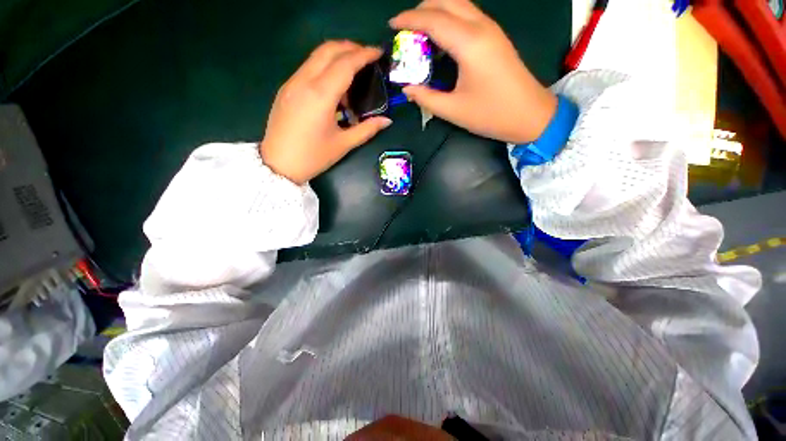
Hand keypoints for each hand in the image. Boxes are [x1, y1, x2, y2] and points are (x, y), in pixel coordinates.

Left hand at [260, 41, 391, 184]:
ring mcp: (292, 83)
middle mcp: (304, 81)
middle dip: (351, 48)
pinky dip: (325, 68)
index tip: (378, 52)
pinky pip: (308, 68)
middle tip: (368, 57)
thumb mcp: (343, 144)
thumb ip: (367, 129)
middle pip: (329, 50)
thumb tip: (387, 120)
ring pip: (316, 56)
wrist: (278, 165)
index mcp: (321, 95)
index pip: (345, 63)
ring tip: (354, 75)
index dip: (364, 54)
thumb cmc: (313, 157)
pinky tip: (334, 88)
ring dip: (337, 56)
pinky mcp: (286, 88)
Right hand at [390, 0, 557, 143]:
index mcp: (469, 43)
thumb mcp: (453, 110)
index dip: (409, 19)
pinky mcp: (495, 37)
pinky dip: (449, 19)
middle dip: (422, 9)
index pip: (433, 19)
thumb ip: (426, 98)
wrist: (531, 115)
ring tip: (420, 33)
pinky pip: (468, 15)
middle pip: (446, 0)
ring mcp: (491, 29)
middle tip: (405, 30)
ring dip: (436, 11)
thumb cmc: (492, 115)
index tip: (391, 26)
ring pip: (459, 4)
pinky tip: (441, 39)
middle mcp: (481, 27)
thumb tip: (407, 88)